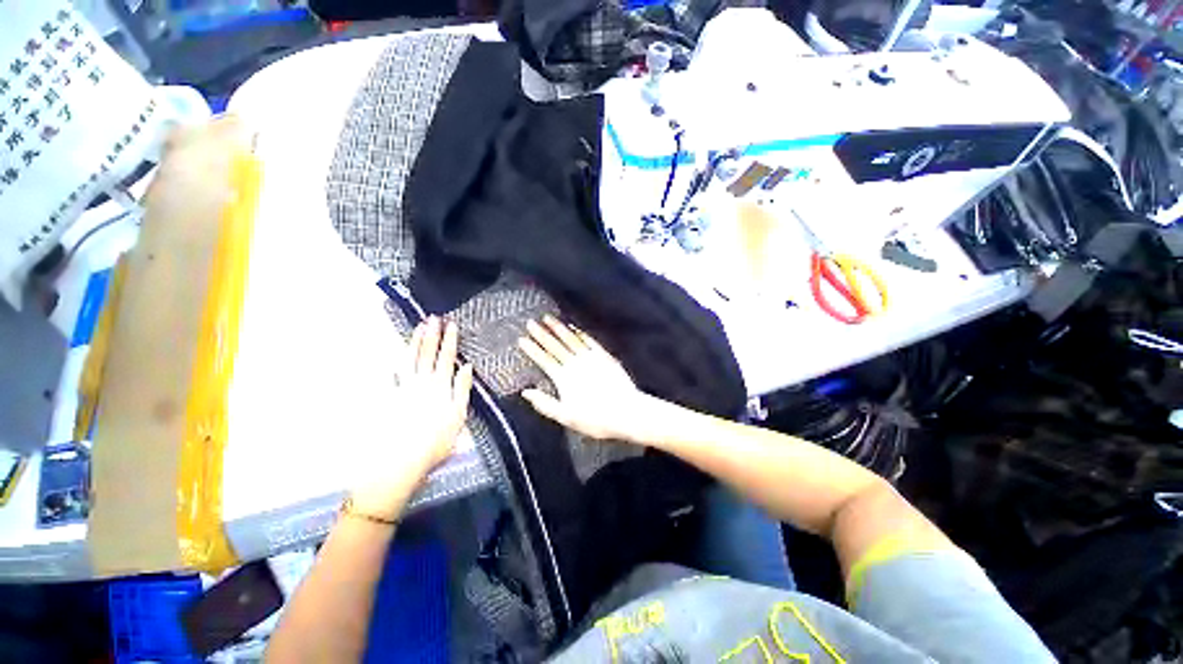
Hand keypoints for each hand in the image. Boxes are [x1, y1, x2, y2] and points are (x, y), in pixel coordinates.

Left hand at [351, 317, 473, 519]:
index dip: (449, 341)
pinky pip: (393, 375)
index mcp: (440, 386)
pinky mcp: (391, 398)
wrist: (403, 459)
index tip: (451, 325)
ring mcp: (404, 389)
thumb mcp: (458, 415)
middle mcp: (422, 383)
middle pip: (427, 354)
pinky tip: (394, 354)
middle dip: (431, 335)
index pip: (446, 358)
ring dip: (414, 342)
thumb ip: (462, 388)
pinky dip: (395, 362)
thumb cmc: (437, 440)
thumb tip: (466, 366)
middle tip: (432, 318)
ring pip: (409, 360)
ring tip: (417, 328)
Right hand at [518, 316, 651, 441]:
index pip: (544, 360)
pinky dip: (580, 333)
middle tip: (531, 322)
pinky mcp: (605, 357)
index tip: (522, 339)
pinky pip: (590, 341)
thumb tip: (526, 392)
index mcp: (564, 378)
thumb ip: (544, 404)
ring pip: (571, 339)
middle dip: (541, 334)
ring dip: (559, 328)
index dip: (532, 349)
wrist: (626, 412)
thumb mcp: (565, 417)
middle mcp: (575, 364)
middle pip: (555, 346)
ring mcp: (591, 358)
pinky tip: (574, 327)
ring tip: (548, 318)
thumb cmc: (595, 419)